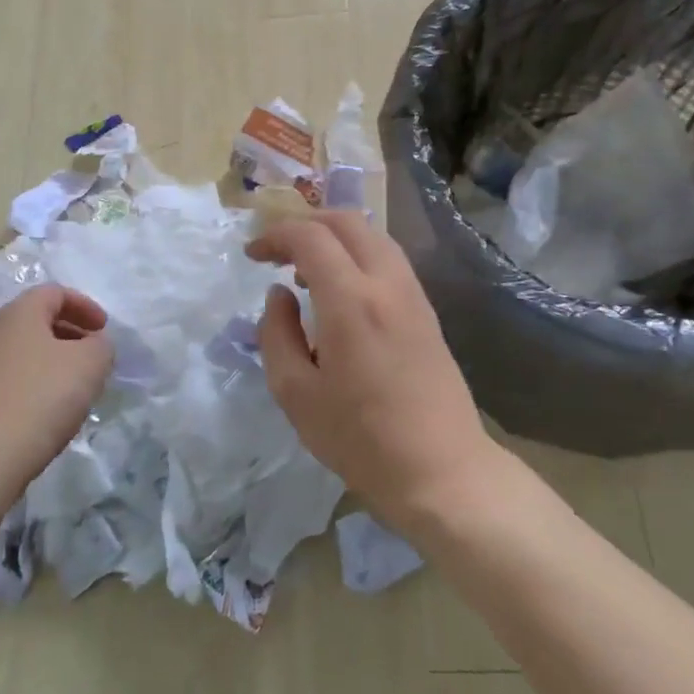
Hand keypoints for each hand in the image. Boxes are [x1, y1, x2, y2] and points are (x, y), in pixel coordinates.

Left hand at [0, 285, 114, 495]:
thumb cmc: (40, 398)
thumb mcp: (89, 365)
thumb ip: (101, 346)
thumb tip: (95, 345)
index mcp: (19, 314)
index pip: (54, 292)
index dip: (84, 305)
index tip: (104, 330)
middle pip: (37, 321)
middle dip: (70, 333)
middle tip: (94, 356)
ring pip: (25, 352)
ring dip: (54, 362)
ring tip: (76, 388)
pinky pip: (13, 380)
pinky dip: (36, 385)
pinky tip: (49, 412)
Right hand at [246, 212, 494, 527]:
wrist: (442, 471)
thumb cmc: (360, 439)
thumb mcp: (296, 393)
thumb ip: (277, 334)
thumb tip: (278, 296)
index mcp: (351, 300)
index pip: (310, 237)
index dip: (275, 236)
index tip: (252, 255)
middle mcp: (386, 284)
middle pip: (346, 221)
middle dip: (305, 224)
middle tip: (276, 251)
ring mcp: (413, 295)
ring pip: (373, 236)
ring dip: (334, 237)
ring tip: (305, 271)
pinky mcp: (426, 312)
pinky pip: (388, 260)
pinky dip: (357, 255)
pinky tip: (340, 291)